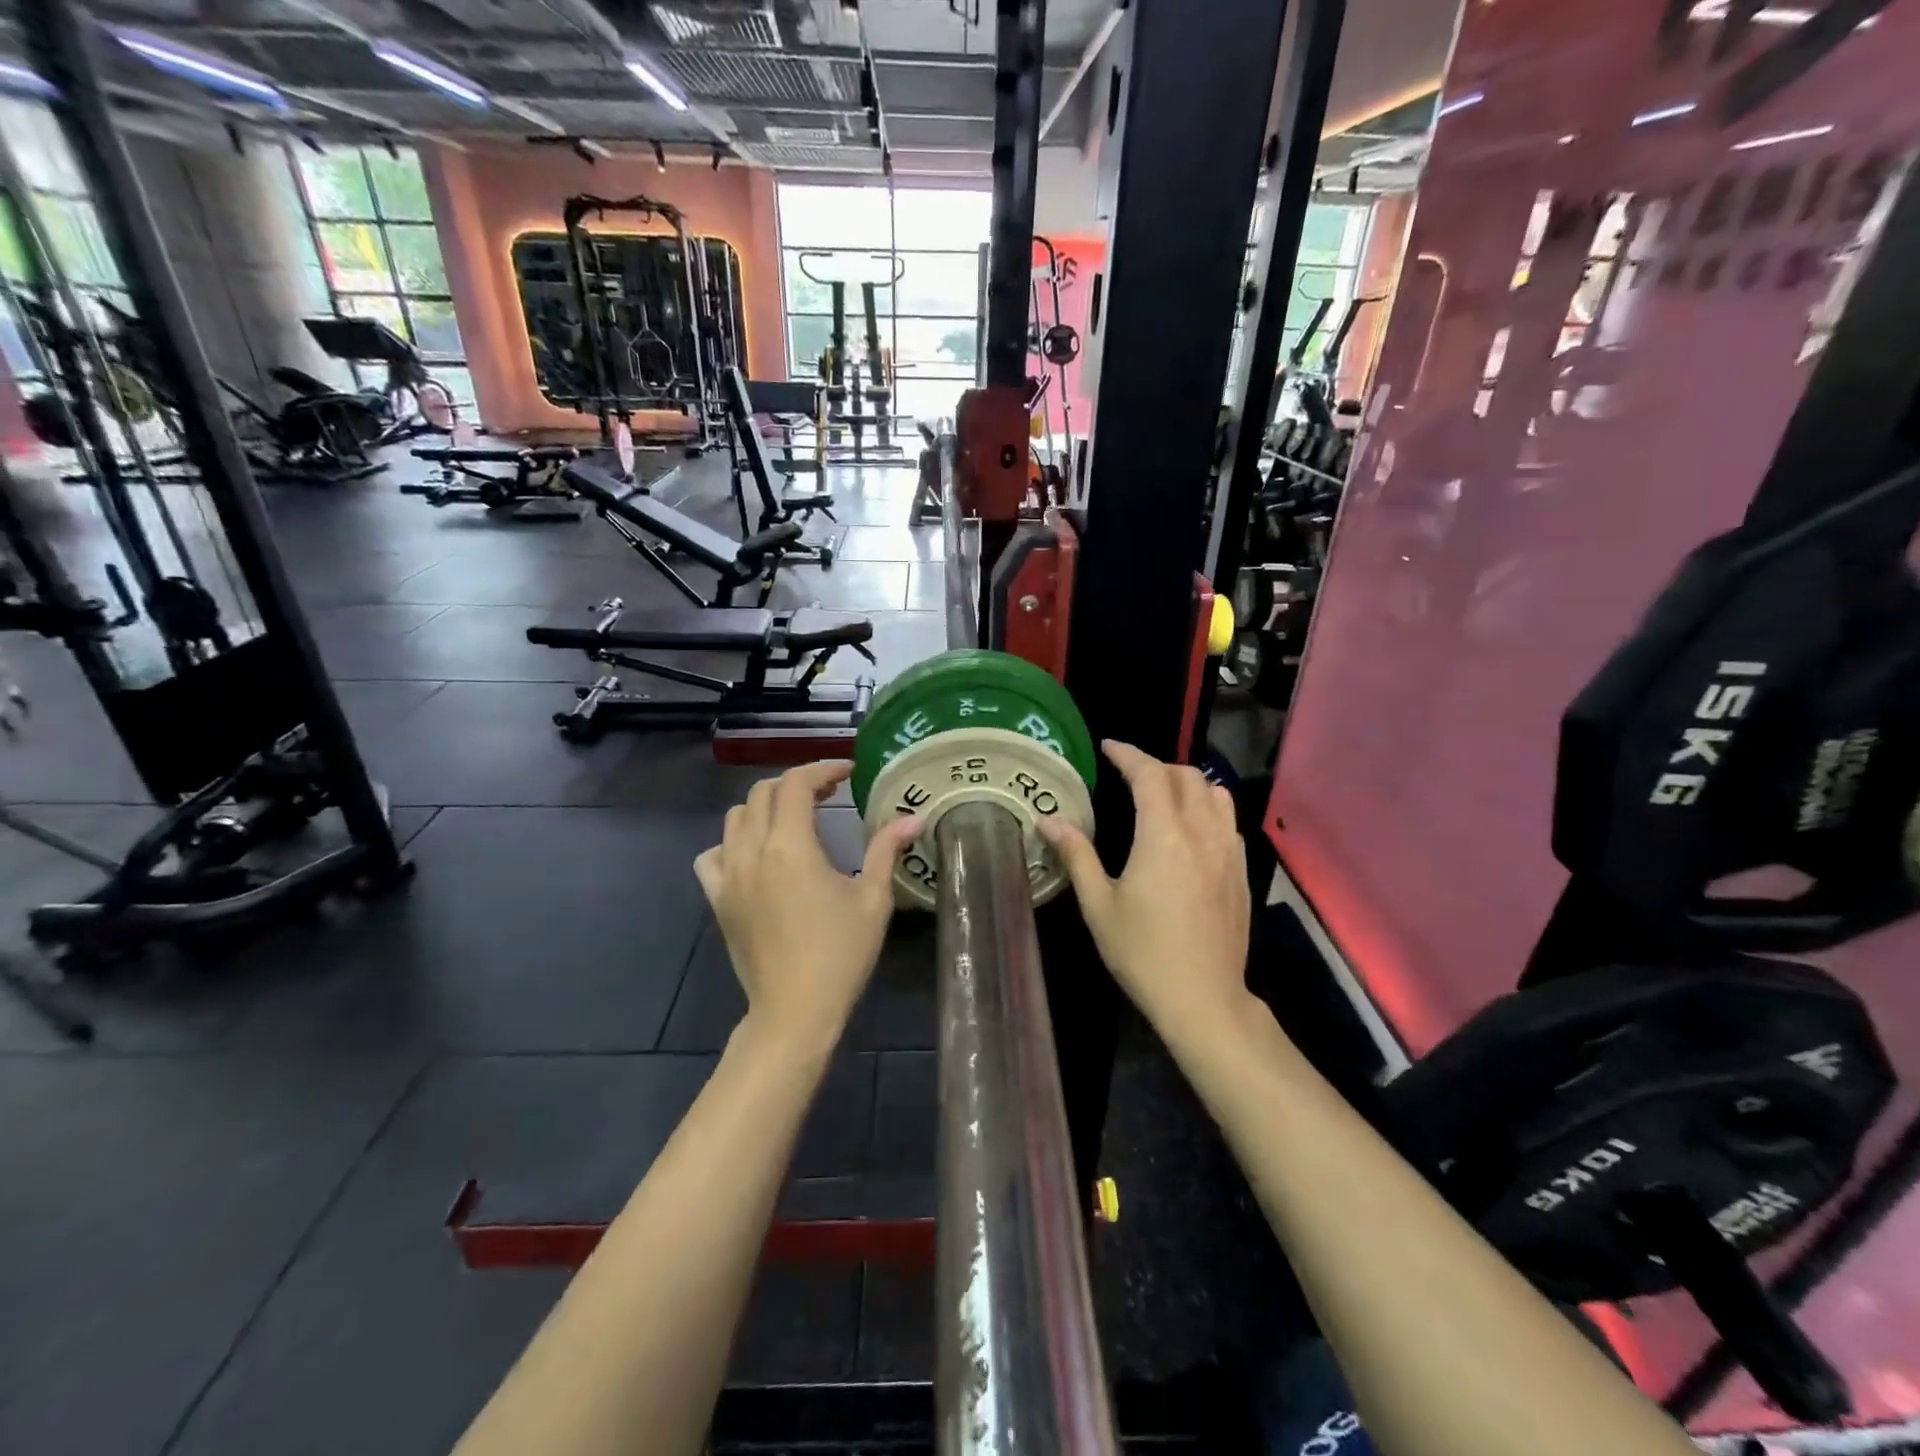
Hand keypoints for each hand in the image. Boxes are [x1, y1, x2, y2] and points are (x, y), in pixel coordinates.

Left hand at [695, 761, 921, 1052]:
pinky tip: (756, 855)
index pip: (796, 784)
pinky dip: (732, 842)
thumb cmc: (841, 954)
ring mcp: (728, 876)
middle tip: (829, 793)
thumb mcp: (873, 899)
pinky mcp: (718, 899)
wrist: (794, 1011)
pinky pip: (712, 854)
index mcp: (791, 847)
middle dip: (796, 784)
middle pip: (763, 793)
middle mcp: (752, 852)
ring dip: (765, 806)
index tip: (848, 772)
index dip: (822, 769)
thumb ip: (886, 850)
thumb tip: (913, 818)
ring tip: (795, 819)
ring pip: (735, 817)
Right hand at [1038, 741, 1250, 1039]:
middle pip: (1186, 776)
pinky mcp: (1242, 871)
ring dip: (1187, 783)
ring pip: (1215, 794)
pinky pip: (1228, 821)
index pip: (1149, 775)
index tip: (1108, 747)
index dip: (1128, 754)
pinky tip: (1191, 828)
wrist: (1203, 998)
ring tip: (1162, 794)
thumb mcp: (1099, 904)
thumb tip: (1048, 820)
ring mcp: (1228, 851)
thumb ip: (1076, 855)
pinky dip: (1208, 808)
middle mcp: (1202, 833)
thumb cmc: (1142, 952)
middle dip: (1156, 766)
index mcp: (1163, 836)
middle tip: (1129, 775)